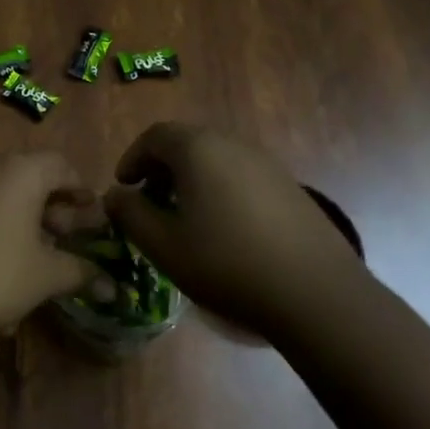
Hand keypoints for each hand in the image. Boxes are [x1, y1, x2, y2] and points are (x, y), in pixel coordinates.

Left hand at [0, 153, 101, 345]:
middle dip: (48, 209)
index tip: (91, 214)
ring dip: (15, 220)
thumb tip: (113, 288)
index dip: (80, 189)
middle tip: (61, 239)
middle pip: (26, 177)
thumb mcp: (44, 277)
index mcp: (18, 171)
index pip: (60, 165)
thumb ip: (81, 273)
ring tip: (24, 258)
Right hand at [104, 123, 372, 342]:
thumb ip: (130, 214)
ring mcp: (266, 163)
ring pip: (215, 158)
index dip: (132, 158)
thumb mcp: (163, 245)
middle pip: (186, 142)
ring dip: (190, 179)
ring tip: (183, 217)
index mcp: (198, 149)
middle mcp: (233, 144)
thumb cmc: (226, 263)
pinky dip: (219, 189)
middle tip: (149, 201)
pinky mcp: (289, 186)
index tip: (123, 188)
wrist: (314, 292)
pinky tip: (222, 228)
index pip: (154, 136)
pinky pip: (240, 175)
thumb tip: (115, 195)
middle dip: (160, 168)